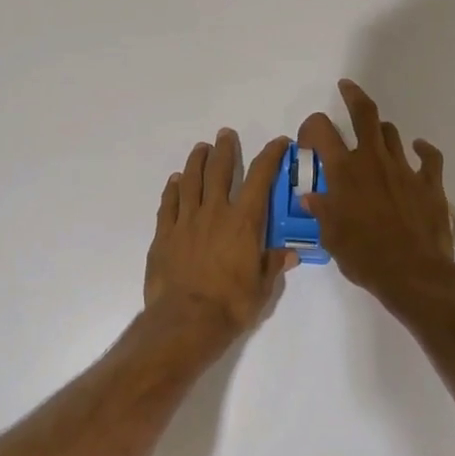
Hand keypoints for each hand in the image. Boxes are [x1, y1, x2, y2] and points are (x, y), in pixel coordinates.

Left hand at [144, 128, 296, 342]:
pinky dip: (172, 189)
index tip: (278, 142)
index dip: (270, 156)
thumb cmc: (230, 305)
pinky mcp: (164, 234)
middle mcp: (215, 212)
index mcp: (244, 222)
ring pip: (191, 181)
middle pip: (219, 171)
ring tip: (200, 148)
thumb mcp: (262, 289)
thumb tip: (290, 254)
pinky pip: (168, 204)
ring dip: (196, 161)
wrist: (185, 321)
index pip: (260, 178)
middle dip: (225, 149)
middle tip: (225, 135)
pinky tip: (175, 181)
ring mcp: (186, 221)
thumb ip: (273, 265)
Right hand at [298, 80, 454, 303]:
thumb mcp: (331, 237)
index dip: (311, 127)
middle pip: (365, 114)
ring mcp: (404, 169)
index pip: (322, 130)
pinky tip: (419, 148)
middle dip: (353, 96)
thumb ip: (321, 211)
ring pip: (392, 133)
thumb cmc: (364, 256)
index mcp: (344, 171)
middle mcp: (373, 160)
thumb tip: (311, 197)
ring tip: (375, 137)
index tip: (308, 140)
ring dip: (381, 132)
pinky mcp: (430, 183)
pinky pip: (429, 157)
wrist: (413, 273)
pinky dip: (423, 149)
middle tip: (346, 87)